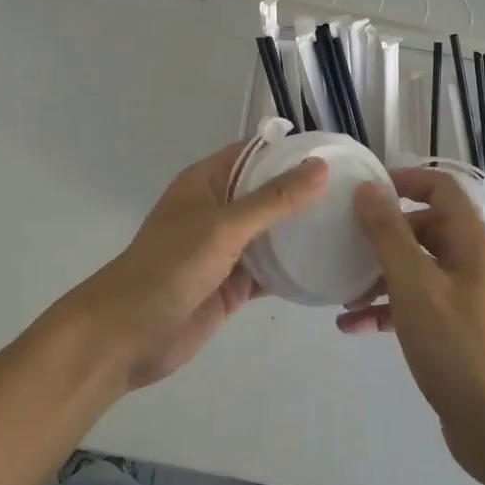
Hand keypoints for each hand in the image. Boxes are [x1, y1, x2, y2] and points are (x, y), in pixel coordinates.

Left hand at [63, 141, 327, 391]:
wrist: (130, 333)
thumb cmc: (171, 266)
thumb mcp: (223, 227)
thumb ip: (273, 200)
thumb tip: (319, 168)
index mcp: (207, 182)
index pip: (254, 154)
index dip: (290, 151)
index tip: (335, 153)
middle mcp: (218, 209)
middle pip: (267, 193)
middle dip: (304, 192)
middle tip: (355, 193)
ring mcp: (226, 249)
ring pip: (271, 233)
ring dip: (302, 232)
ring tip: (352, 226)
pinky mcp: (233, 284)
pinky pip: (270, 271)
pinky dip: (295, 271)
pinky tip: (330, 269)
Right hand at [344, 168, 484, 484]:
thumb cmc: (457, 346)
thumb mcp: (413, 284)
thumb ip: (388, 233)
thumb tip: (368, 189)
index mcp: (471, 243)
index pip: (442, 189)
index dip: (406, 180)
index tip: (366, 189)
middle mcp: (472, 263)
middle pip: (424, 228)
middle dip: (383, 235)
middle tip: (345, 242)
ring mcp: (465, 298)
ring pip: (416, 268)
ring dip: (379, 276)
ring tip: (342, 293)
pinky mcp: (455, 330)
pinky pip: (416, 304)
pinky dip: (386, 309)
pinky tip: (352, 326)